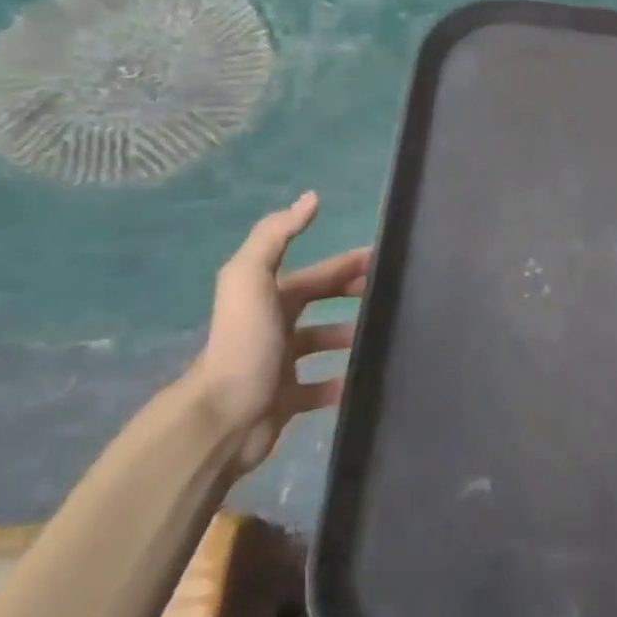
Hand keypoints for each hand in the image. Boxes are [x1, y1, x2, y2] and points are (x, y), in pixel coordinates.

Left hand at [189, 191, 370, 473]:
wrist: (223, 418)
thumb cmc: (245, 344)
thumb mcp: (252, 279)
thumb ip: (275, 236)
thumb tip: (310, 198)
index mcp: (268, 297)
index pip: (316, 274)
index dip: (347, 266)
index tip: (385, 263)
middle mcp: (272, 327)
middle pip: (320, 304)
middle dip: (352, 297)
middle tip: (393, 298)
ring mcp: (279, 365)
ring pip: (322, 344)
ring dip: (350, 338)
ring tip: (383, 338)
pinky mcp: (286, 400)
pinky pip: (322, 388)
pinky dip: (342, 383)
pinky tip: (364, 380)